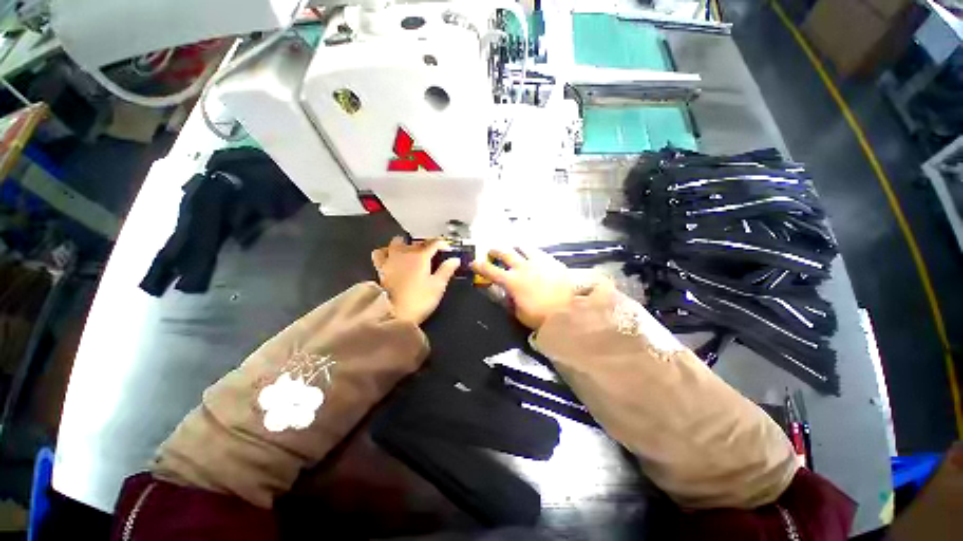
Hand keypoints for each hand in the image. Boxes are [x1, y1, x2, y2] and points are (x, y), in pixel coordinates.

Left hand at [371, 237, 459, 325]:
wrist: (394, 314)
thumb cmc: (420, 300)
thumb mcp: (438, 286)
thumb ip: (446, 270)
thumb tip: (455, 259)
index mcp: (420, 256)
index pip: (434, 243)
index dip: (443, 244)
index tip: (448, 249)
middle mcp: (405, 253)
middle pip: (416, 242)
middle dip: (425, 245)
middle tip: (432, 254)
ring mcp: (391, 259)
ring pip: (397, 242)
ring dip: (404, 245)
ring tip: (410, 252)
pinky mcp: (381, 268)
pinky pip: (380, 253)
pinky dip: (386, 252)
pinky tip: (392, 258)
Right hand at [471, 247, 576, 329]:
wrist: (570, 310)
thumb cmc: (541, 316)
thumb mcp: (519, 313)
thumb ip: (511, 301)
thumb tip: (507, 293)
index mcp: (512, 281)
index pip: (490, 270)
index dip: (479, 266)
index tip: (473, 263)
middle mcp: (523, 267)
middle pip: (505, 253)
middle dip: (496, 251)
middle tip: (492, 252)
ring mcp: (538, 262)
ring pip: (523, 247)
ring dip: (515, 248)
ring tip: (514, 249)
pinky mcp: (552, 261)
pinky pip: (539, 252)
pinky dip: (532, 252)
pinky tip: (533, 255)